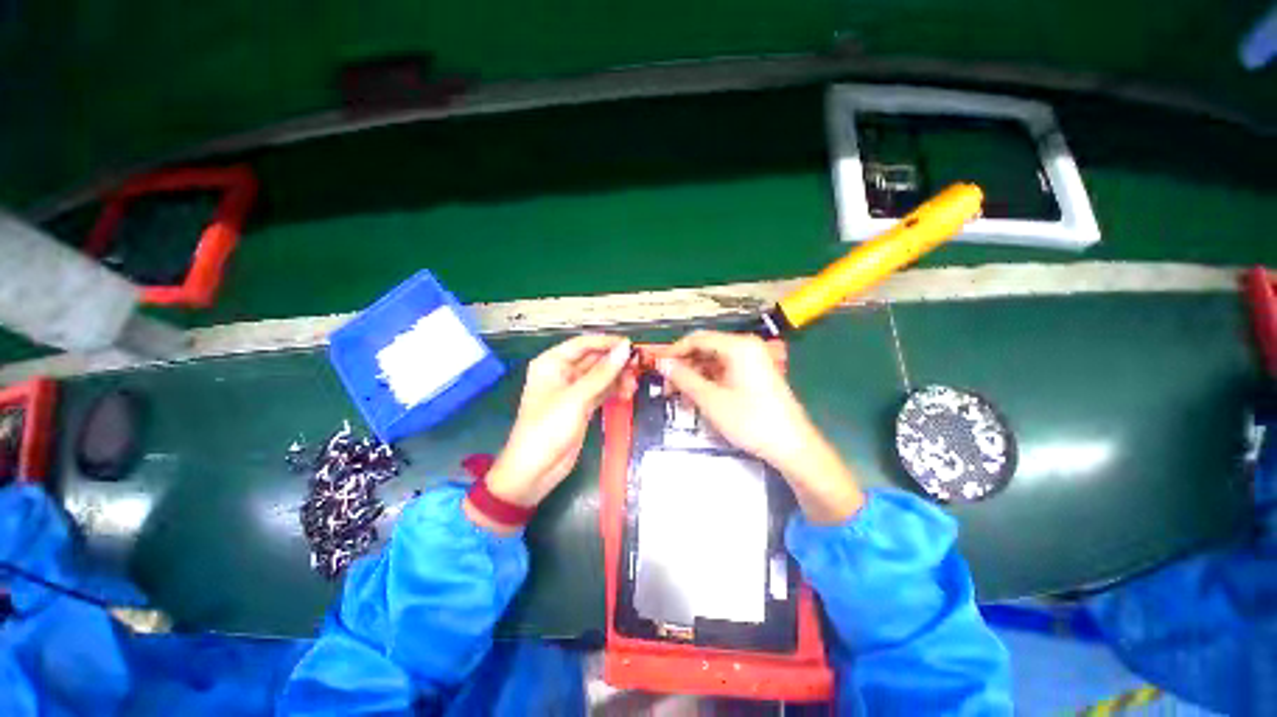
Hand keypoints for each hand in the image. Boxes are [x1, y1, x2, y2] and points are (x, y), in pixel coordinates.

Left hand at [467, 335, 631, 531]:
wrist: (534, 471)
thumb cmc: (547, 428)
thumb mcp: (576, 397)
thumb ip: (603, 373)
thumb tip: (625, 348)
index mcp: (552, 363)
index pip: (583, 344)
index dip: (607, 343)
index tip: (631, 346)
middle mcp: (562, 373)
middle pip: (594, 359)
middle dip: (615, 363)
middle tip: (638, 367)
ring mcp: (573, 391)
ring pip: (600, 376)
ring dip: (617, 378)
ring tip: (633, 385)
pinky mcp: (582, 407)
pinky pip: (602, 392)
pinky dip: (614, 391)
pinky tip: (627, 393)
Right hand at [658, 330, 863, 523]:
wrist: (791, 446)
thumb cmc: (750, 420)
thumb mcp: (711, 399)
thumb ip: (683, 378)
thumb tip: (662, 364)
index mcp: (738, 346)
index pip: (697, 339)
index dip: (674, 351)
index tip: (656, 366)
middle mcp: (746, 347)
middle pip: (706, 350)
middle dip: (684, 367)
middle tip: (666, 386)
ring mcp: (752, 361)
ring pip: (713, 362)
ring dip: (694, 377)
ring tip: (679, 397)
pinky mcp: (754, 375)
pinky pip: (724, 372)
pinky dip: (708, 383)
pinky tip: (697, 398)